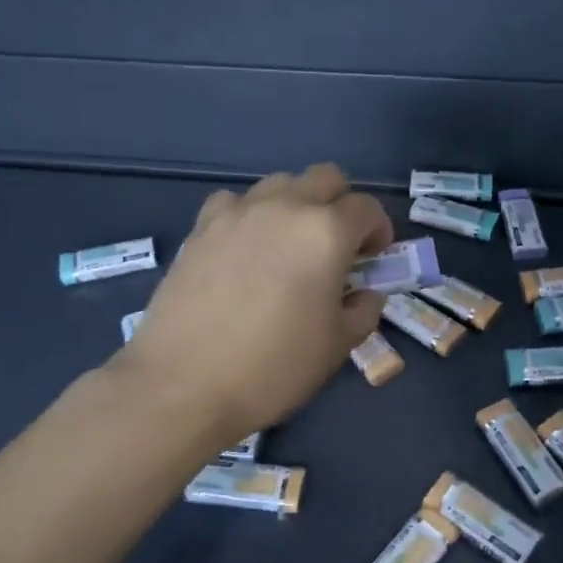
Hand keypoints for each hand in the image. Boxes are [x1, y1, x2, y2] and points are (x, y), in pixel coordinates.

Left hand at [116, 164, 392, 445]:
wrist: (183, 385)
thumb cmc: (274, 368)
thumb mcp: (338, 346)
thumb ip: (363, 309)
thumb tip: (364, 293)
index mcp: (326, 232)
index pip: (367, 208)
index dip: (379, 231)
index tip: (373, 260)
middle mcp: (284, 207)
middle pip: (325, 178)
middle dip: (341, 205)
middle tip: (338, 246)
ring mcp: (238, 212)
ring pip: (280, 184)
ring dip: (296, 205)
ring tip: (289, 247)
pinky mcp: (201, 227)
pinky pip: (235, 203)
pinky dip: (250, 216)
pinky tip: (244, 251)